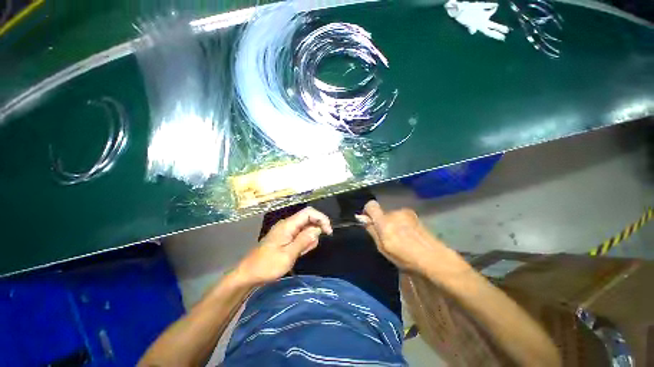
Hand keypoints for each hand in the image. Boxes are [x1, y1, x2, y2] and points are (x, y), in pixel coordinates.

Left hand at [234, 207, 332, 286]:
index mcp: (288, 225)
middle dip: (315, 231)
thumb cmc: (267, 265)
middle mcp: (288, 225)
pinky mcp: (285, 238)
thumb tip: (317, 229)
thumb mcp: (288, 255)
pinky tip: (298, 253)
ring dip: (309, 239)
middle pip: (308, 219)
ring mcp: (286, 231)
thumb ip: (304, 240)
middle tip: (311, 247)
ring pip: (305, 228)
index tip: (328, 231)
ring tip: (301, 253)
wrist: (248, 274)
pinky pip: (299, 235)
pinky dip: (303, 242)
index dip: (321, 218)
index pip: (309, 212)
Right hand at [359, 201, 463, 275]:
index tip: (369, 221)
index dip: (367, 211)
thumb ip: (372, 230)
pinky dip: (401, 224)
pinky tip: (408, 236)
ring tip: (400, 238)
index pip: (371, 205)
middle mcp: (394, 213)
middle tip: (387, 237)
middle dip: (382, 221)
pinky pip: (401, 217)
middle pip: (382, 212)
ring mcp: (406, 213)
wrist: (433, 257)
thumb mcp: (382, 247)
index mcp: (384, 221)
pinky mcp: (414, 215)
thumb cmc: (404, 257)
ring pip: (392, 215)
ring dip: (392, 223)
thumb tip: (361, 218)